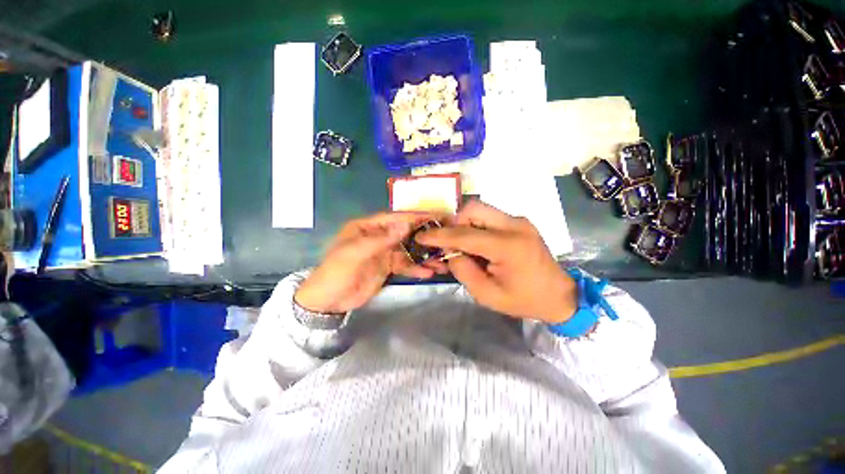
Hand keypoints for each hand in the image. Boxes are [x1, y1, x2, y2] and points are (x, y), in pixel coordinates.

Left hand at [294, 212, 436, 313]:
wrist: (328, 301)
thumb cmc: (336, 272)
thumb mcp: (355, 253)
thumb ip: (381, 239)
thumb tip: (406, 225)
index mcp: (367, 227)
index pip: (393, 218)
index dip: (413, 217)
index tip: (434, 216)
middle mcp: (378, 237)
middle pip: (404, 233)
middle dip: (423, 237)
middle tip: (444, 239)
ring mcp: (384, 252)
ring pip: (408, 250)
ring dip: (423, 256)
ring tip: (441, 261)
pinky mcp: (388, 267)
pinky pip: (405, 265)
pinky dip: (416, 268)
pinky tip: (429, 273)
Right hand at [416, 201, 576, 323]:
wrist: (559, 295)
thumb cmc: (524, 300)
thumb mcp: (487, 294)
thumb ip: (463, 270)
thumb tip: (449, 252)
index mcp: (508, 246)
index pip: (465, 234)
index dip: (439, 235)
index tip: (422, 236)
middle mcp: (515, 225)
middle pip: (473, 208)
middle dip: (455, 223)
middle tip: (450, 243)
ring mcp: (519, 221)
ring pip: (481, 210)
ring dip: (465, 225)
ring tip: (464, 246)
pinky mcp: (520, 222)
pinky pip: (490, 217)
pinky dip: (476, 227)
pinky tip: (478, 244)